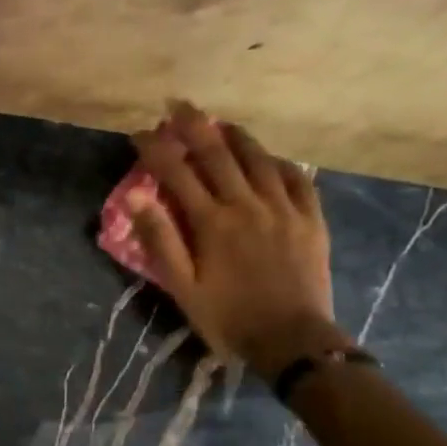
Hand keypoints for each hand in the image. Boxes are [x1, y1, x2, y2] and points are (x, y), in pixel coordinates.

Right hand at [128, 101, 346, 378]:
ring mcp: (284, 209)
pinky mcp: (310, 220)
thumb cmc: (227, 317)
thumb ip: (160, 239)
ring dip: (236, 136)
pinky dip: (277, 162)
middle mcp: (247, 205)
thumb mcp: (181, 286)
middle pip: (217, 154)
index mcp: (211, 222)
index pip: (176, 173)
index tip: (139, 132)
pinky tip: (268, 158)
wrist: (292, 340)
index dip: (156, 148)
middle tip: (177, 105)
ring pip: (258, 159)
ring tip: (220, 122)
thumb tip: (135, 197)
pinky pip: (296, 178)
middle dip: (194, 126)